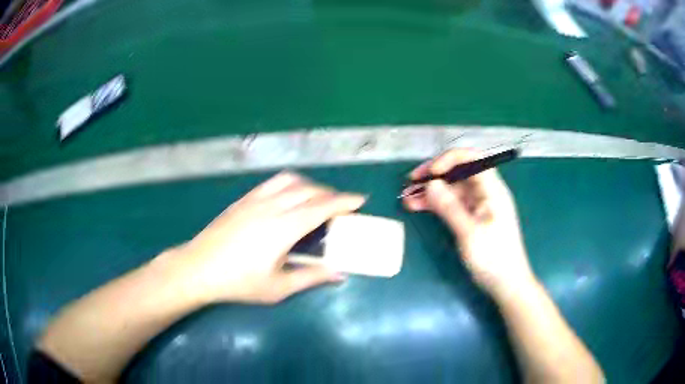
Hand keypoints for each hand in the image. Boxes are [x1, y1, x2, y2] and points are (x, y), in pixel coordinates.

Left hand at [165, 172, 364, 303]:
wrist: (198, 268)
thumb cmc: (238, 282)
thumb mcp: (278, 287)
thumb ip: (311, 277)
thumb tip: (339, 273)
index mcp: (283, 227)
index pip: (322, 207)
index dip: (344, 201)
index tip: (360, 200)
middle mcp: (272, 206)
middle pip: (309, 190)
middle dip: (331, 194)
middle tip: (341, 206)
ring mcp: (255, 199)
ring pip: (290, 180)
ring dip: (310, 185)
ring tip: (317, 198)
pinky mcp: (243, 200)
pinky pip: (273, 183)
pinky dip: (290, 184)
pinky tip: (289, 197)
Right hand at [402, 149, 534, 293]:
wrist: (506, 283)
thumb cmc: (493, 258)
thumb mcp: (469, 233)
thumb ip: (449, 207)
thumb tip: (430, 184)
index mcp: (492, 189)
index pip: (471, 159)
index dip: (448, 160)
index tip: (430, 174)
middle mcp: (485, 192)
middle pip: (458, 172)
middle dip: (434, 175)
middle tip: (410, 183)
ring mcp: (478, 205)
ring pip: (452, 189)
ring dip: (431, 191)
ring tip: (407, 198)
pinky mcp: (472, 218)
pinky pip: (452, 204)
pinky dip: (435, 204)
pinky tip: (418, 207)